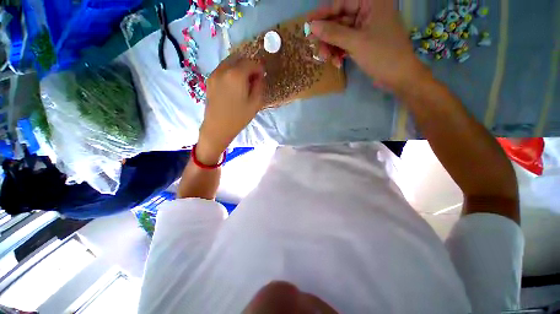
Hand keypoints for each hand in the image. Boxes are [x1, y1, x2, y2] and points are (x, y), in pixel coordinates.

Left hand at [197, 57, 264, 163]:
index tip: (263, 76)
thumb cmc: (238, 118)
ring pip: (229, 61)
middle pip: (239, 58)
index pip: (251, 62)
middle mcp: (224, 69)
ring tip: (244, 81)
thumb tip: (259, 77)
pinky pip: (223, 68)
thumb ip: (259, 86)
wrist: (217, 128)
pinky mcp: (210, 80)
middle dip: (249, 65)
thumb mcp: (255, 104)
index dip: (259, 68)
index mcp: (236, 75)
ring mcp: (214, 73)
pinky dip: (231, 71)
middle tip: (254, 78)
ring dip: (239, 67)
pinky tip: (234, 84)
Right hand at [308, 0, 429, 92]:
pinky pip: (345, 44)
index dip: (323, 13)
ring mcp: (365, 29)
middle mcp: (368, 12)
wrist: (398, 77)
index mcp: (372, 3)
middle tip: (315, 47)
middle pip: (339, 20)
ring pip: (340, 34)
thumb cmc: (382, 55)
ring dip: (332, 47)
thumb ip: (333, 33)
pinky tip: (337, 62)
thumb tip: (312, 26)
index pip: (342, 3)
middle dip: (327, 36)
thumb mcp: (356, 42)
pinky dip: (339, 53)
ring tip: (326, 59)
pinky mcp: (363, 42)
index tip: (308, 23)